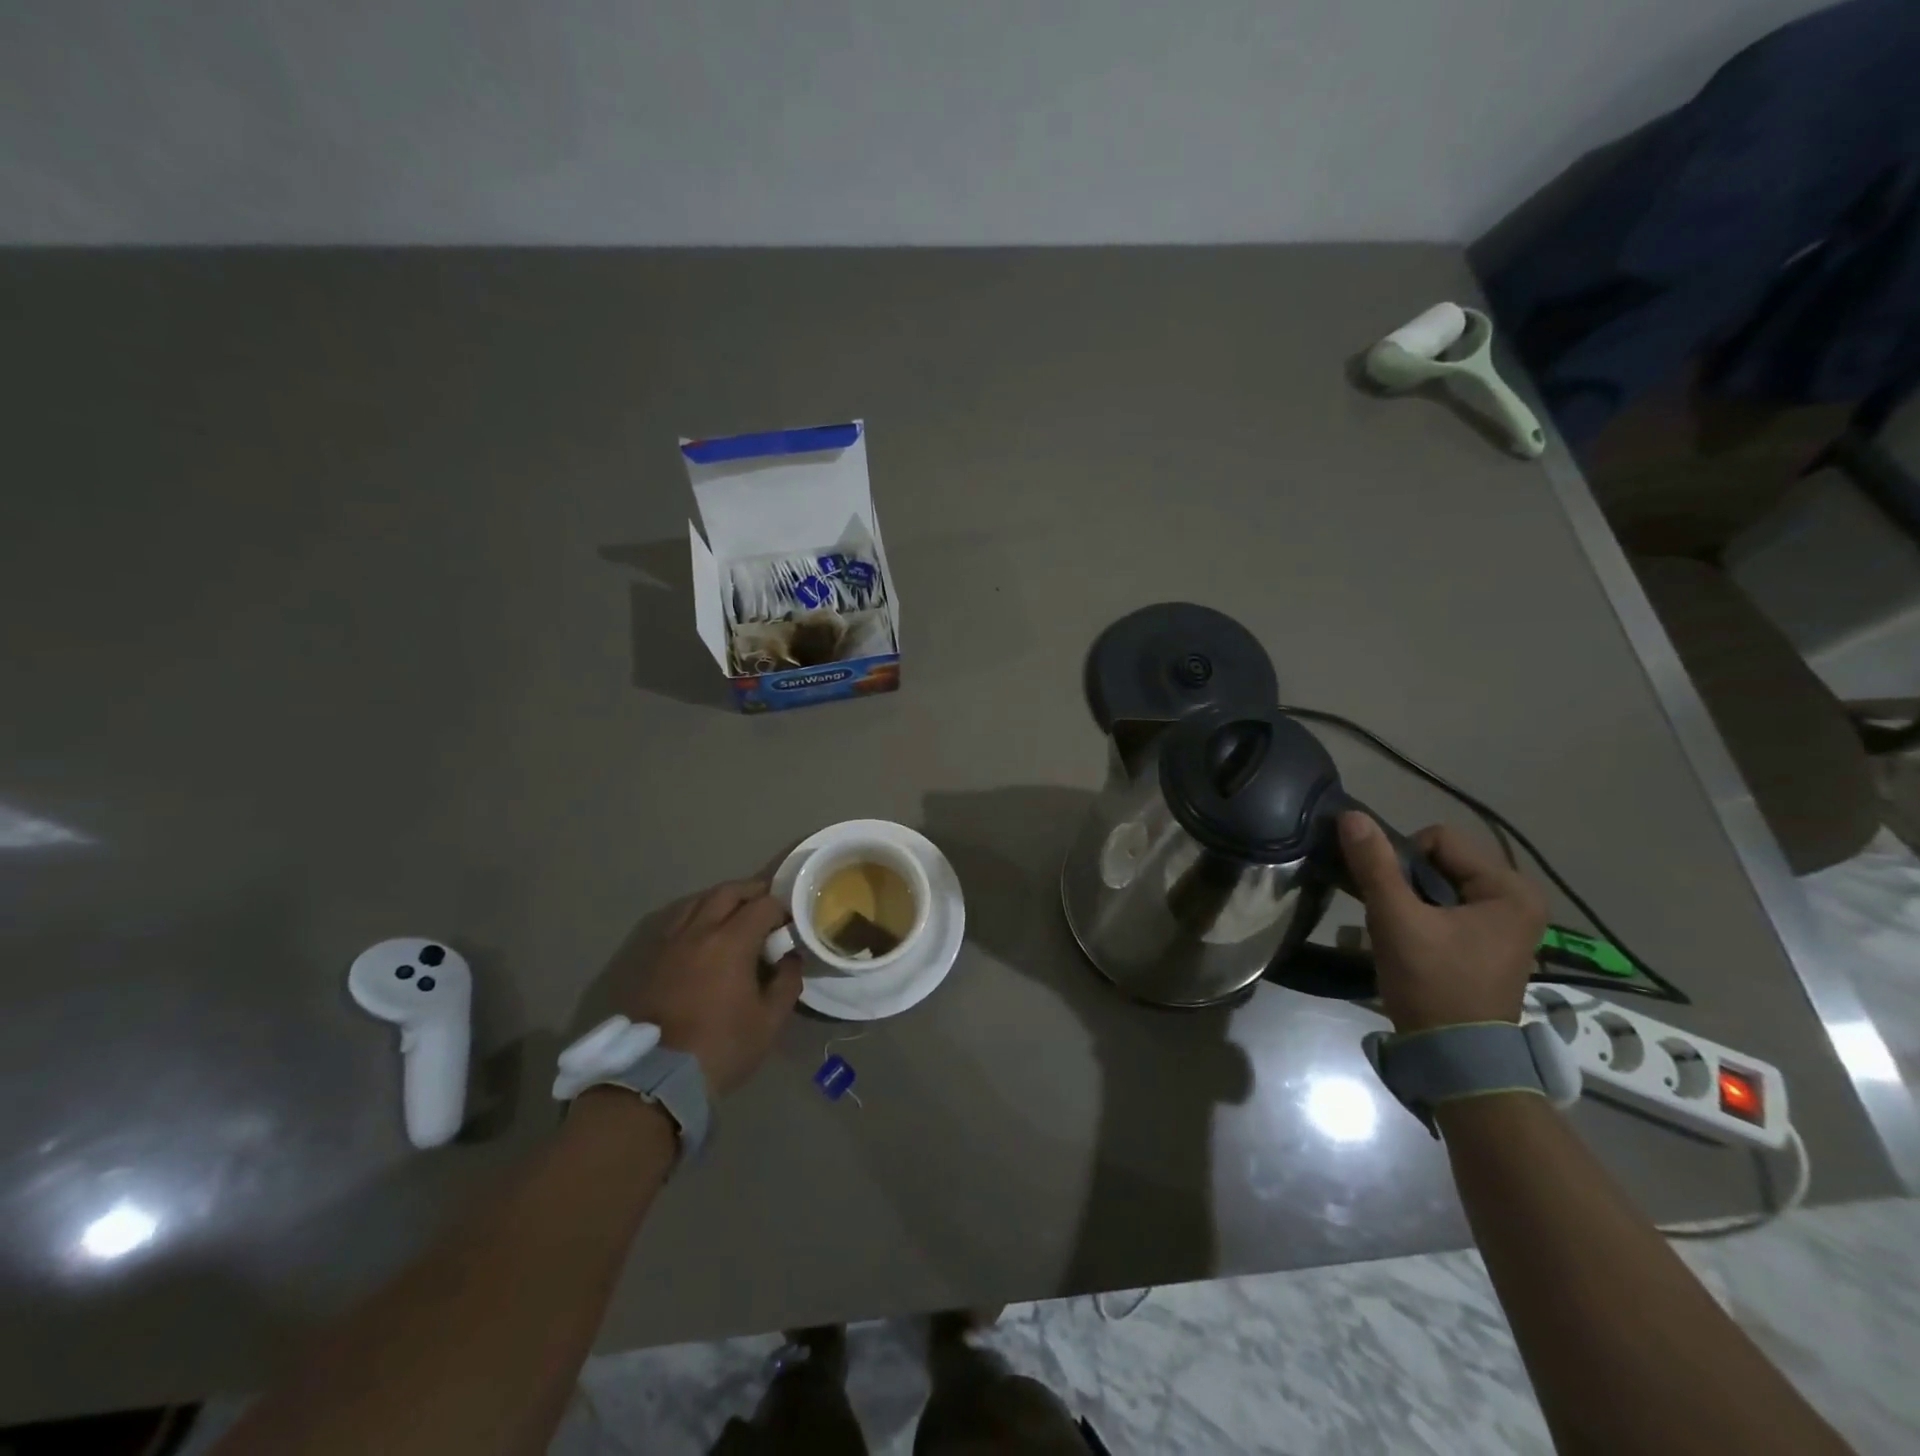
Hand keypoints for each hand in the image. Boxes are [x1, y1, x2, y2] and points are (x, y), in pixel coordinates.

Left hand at [615, 880, 802, 1095]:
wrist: (658, 1078)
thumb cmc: (722, 1047)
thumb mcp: (769, 1021)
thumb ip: (787, 982)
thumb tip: (790, 957)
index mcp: (731, 941)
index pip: (763, 905)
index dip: (782, 908)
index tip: (791, 923)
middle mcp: (699, 931)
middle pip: (727, 892)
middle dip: (752, 892)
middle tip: (768, 905)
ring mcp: (671, 943)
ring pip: (697, 902)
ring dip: (721, 900)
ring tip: (736, 915)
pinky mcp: (652, 959)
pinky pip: (678, 921)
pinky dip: (697, 916)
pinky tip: (705, 935)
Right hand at [1338, 813, 1545, 1033]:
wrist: (1454, 1056)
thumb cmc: (1433, 982)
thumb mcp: (1397, 919)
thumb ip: (1374, 865)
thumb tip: (1352, 816)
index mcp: (1509, 889)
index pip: (1439, 840)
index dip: (1402, 860)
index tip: (1390, 896)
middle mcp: (1517, 899)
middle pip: (1440, 861)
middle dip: (1405, 880)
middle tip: (1389, 914)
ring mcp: (1504, 922)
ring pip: (1438, 884)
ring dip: (1408, 898)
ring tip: (1394, 928)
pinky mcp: (1487, 941)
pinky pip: (1445, 907)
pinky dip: (1419, 914)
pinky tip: (1405, 938)